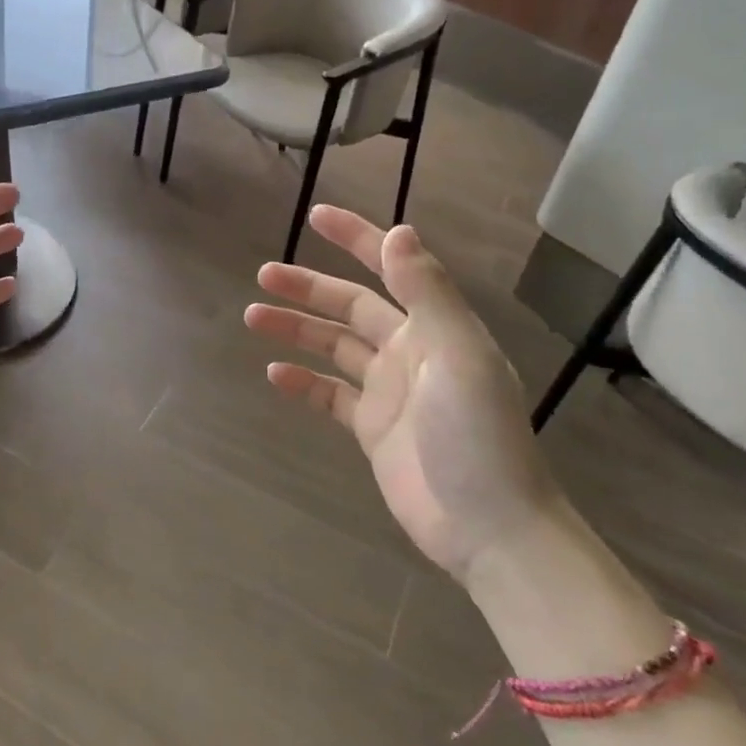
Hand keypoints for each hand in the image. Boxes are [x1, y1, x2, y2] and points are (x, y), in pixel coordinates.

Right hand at [244, 205, 560, 581]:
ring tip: (254, 316)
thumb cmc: (478, 437)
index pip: (391, 268)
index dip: (356, 239)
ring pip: (333, 347)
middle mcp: (410, 351)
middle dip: (309, 288)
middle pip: (351, 307)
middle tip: (263, 274)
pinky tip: (275, 374)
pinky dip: (303, 382)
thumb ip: (428, 293)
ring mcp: (389, 391)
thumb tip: (399, 230)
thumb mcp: (458, 356)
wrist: (491, 530)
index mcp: (435, 327)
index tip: (316, 216)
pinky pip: (330, 394)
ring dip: (296, 330)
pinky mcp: (372, 429)